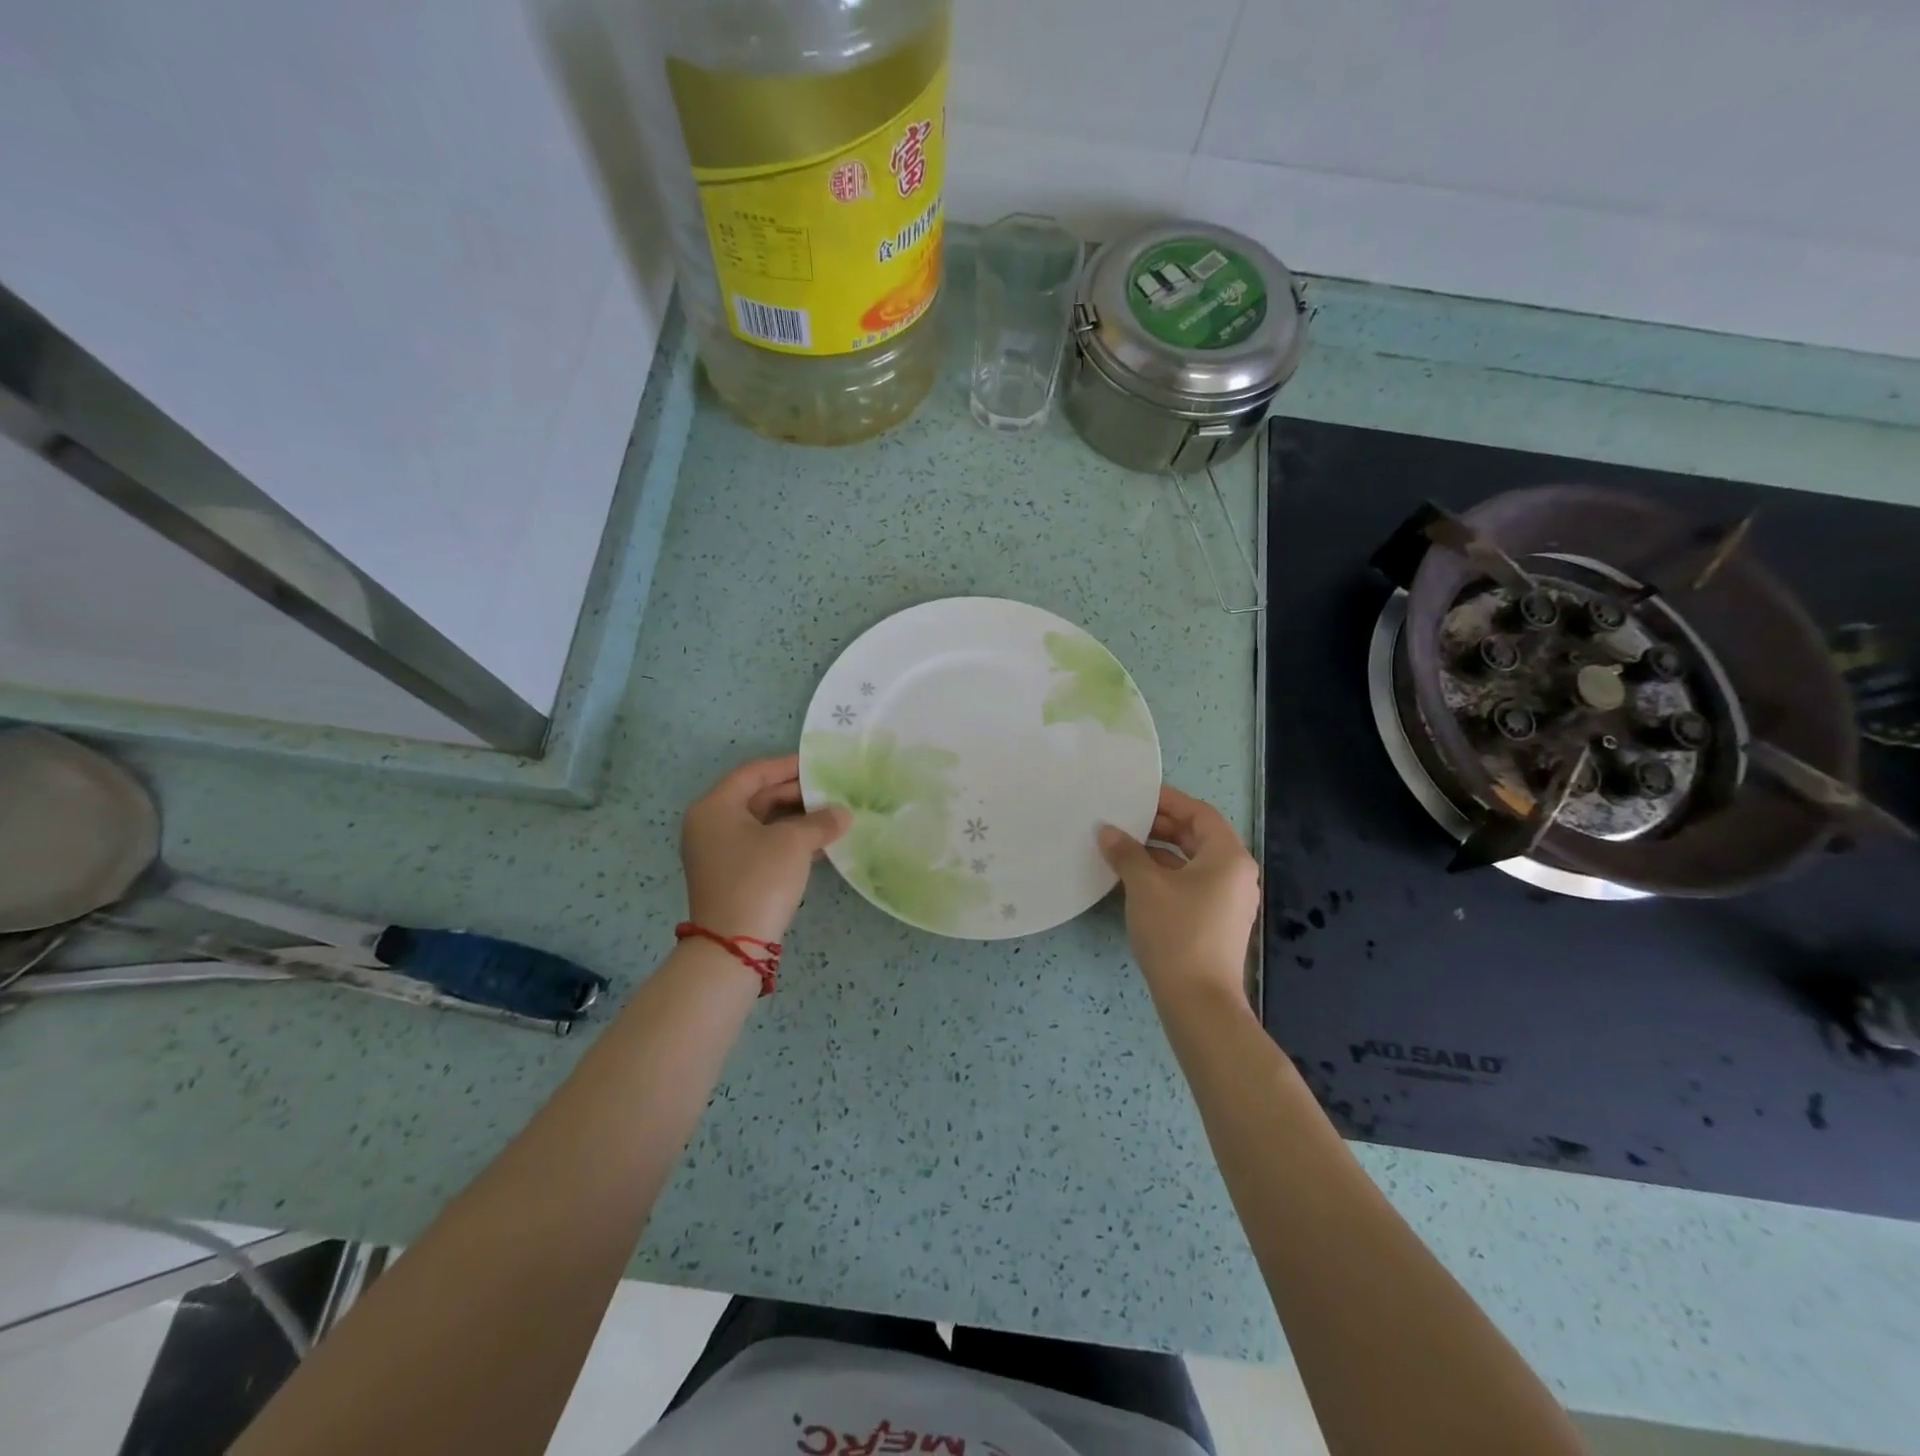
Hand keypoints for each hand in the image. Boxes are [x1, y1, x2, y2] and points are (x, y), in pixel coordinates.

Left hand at [681, 755, 849, 944]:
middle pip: (756, 797)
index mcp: (714, 807)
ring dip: (795, 818)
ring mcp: (717, 852)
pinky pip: (761, 845)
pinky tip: (818, 844)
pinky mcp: (729, 875)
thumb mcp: (793, 843)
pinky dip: (787, 840)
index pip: (753, 773)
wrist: (733, 944)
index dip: (787, 766)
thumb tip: (842, 814)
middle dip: (795, 794)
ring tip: (831, 816)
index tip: (819, 765)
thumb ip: (820, 821)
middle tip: (830, 792)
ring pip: (761, 823)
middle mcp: (709, 824)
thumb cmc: (759, 879)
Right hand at [1099, 785, 1259, 1007]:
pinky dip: (1165, 875)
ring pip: (1192, 862)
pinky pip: (1190, 884)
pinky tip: (1134, 878)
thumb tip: (1107, 830)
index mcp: (1228, 856)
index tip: (1136, 794)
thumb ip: (1126, 852)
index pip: (1199, 813)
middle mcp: (1236, 874)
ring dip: (1159, 851)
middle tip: (1124, 819)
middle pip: (1197, 836)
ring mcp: (1228, 900)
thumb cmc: (1176, 933)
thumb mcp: (1145, 886)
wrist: (1198, 1001)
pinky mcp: (1216, 921)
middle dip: (1160, 826)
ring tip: (1122, 846)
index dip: (1168, 800)